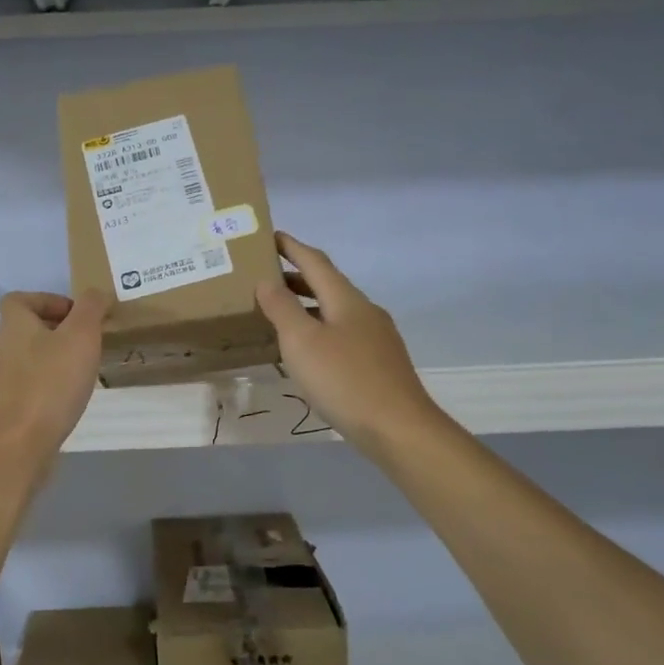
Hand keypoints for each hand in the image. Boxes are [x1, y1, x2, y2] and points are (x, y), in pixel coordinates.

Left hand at [0, 290, 109, 462]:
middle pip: (28, 328)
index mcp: (14, 326)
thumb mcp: (80, 336)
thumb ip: (90, 308)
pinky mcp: (12, 408)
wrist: (20, 445)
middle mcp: (3, 349)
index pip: (20, 299)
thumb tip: (96, 294)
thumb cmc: (51, 383)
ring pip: (33, 357)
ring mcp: (5, 381)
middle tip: (90, 340)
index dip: (48, 299)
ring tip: (87, 368)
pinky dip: (54, 384)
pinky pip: (35, 385)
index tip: (77, 314)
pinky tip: (73, 397)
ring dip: (59, 357)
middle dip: (60, 330)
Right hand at [254, 233, 437, 456]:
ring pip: (335, 312)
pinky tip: (307, 352)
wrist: (399, 428)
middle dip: (296, 278)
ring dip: (307, 307)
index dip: (292, 247)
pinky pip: (342, 334)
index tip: (270, 236)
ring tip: (279, 315)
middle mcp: (365, 311)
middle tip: (264, 278)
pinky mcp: (379, 363)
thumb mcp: (302, 342)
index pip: (315, 262)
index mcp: (346, 299)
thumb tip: (266, 281)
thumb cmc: (344, 380)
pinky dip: (319, 330)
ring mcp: (376, 338)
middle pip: (327, 285)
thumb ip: (282, 308)